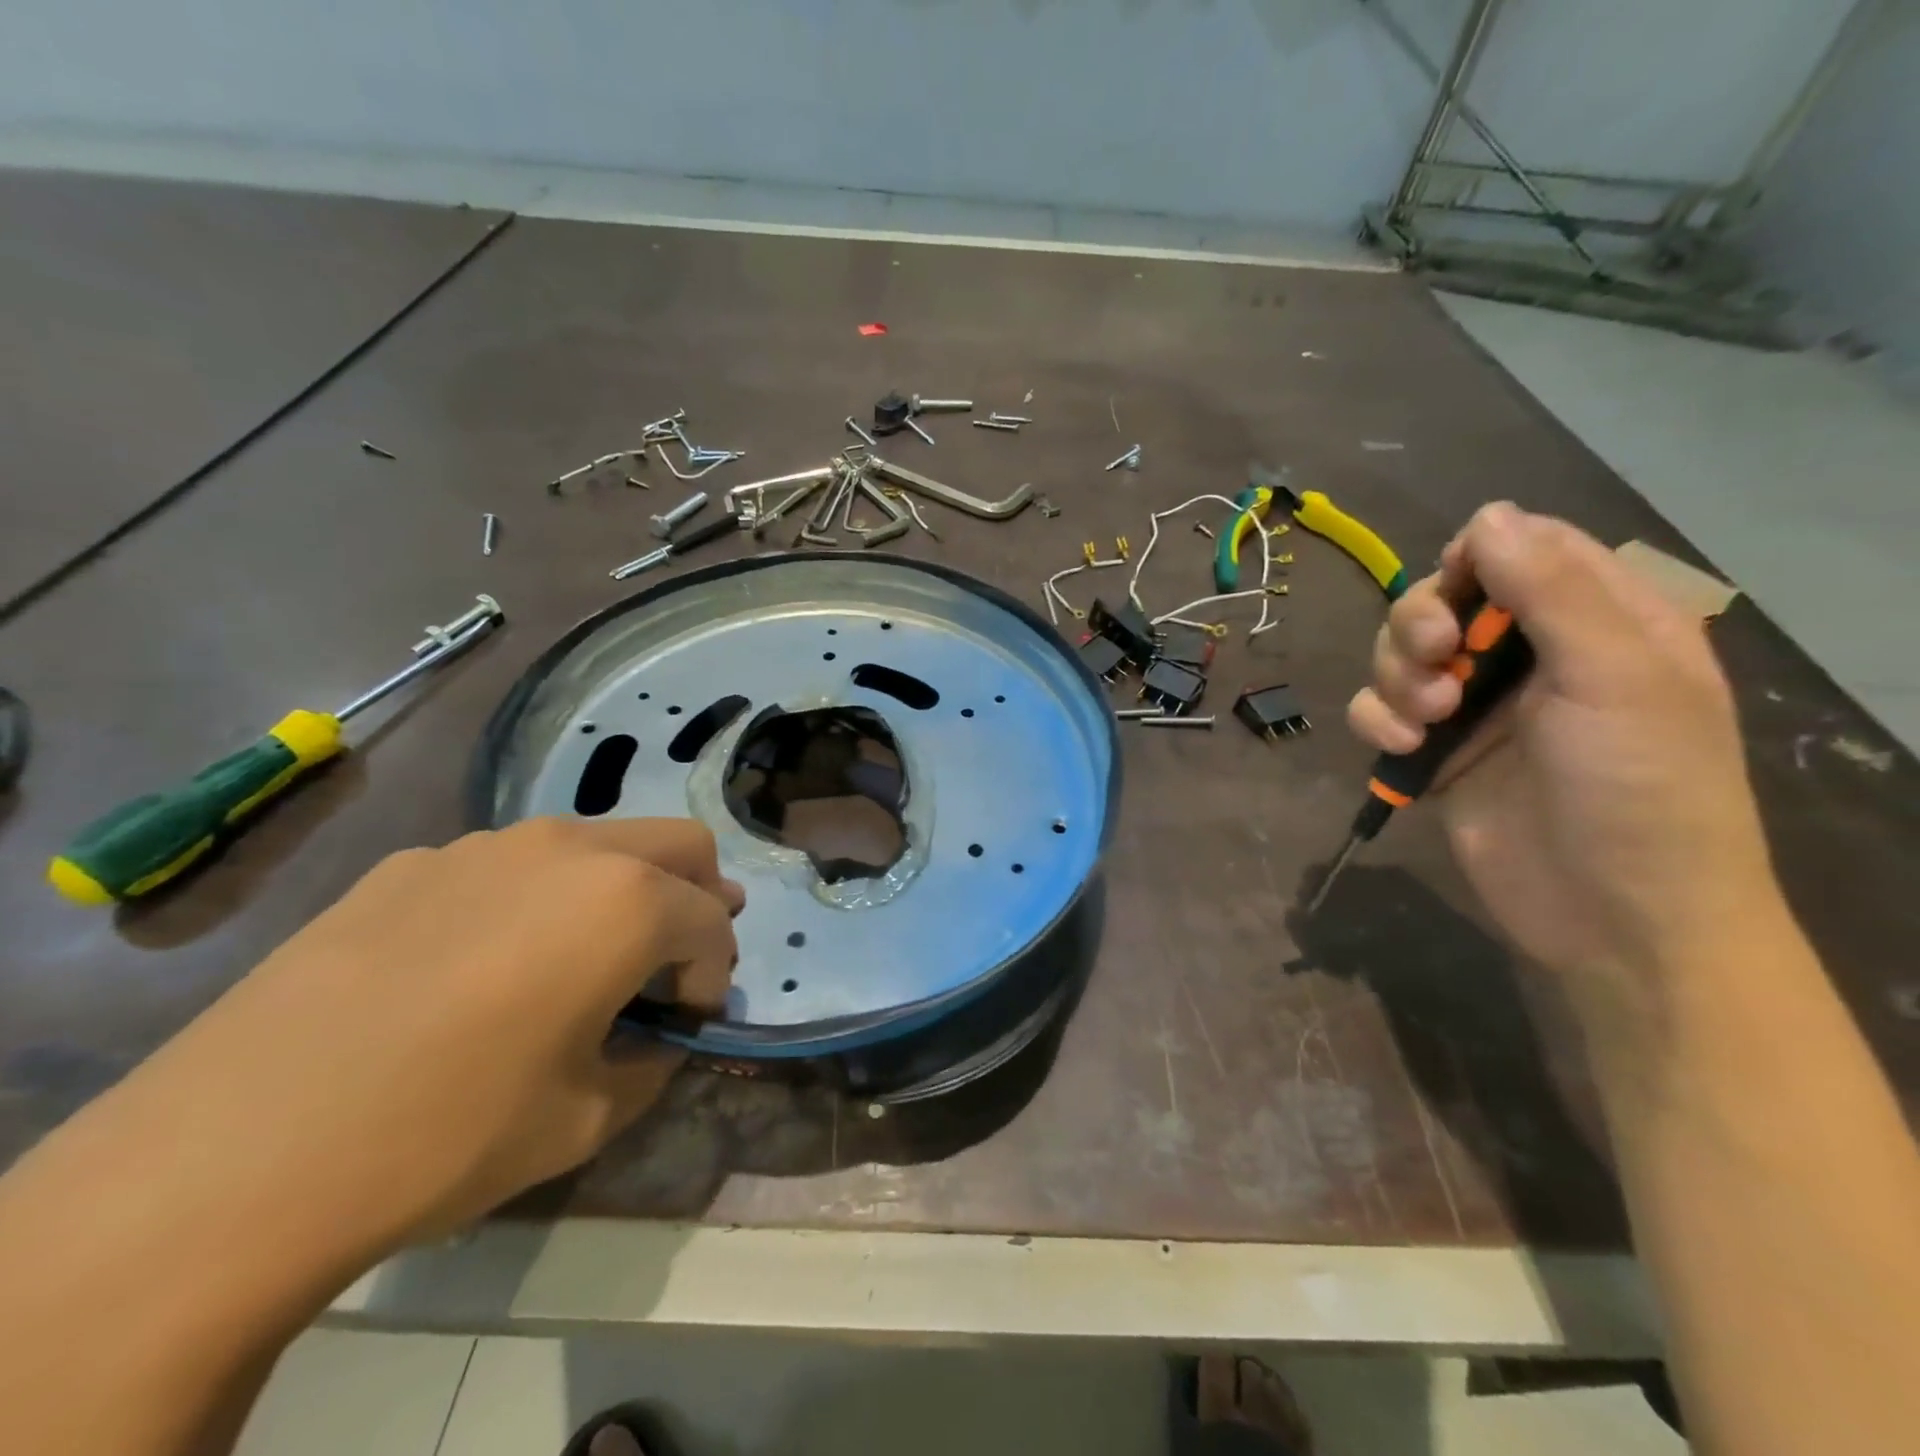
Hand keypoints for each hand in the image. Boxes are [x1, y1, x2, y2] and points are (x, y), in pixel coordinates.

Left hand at [133, 817, 742, 1249]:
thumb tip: (658, 1036)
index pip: (713, 922)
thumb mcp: (589, 1117)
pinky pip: (509, 865)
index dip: (714, 975)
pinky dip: (534, 900)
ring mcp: (486, 845)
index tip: (685, 1022)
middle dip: (696, 899)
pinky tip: (477, 968)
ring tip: (575, 962)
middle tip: (669, 962)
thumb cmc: (448, 1132)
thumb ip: (653, 1061)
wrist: (232, 1156)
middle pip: (679, 844)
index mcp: (628, 901)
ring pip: (596, 842)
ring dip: (617, 891)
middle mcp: (570, 848)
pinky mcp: (413, 863)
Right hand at [1347, 503, 1777, 1029]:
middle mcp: (1531, 656)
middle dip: (1422, 624)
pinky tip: (1403, 749)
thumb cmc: (1639, 786)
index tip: (1455, 589)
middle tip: (1437, 658)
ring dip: (1398, 677)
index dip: (1477, 558)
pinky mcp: (1435, 752)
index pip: (1525, 552)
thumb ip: (1551, 591)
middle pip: (1445, 601)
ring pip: (1402, 655)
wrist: (1613, 914)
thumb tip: (1488, 514)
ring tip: (1427, 719)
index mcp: (1599, 622)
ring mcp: (1478, 707)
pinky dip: (1378, 722)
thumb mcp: (1614, 676)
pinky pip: (1381, 712)